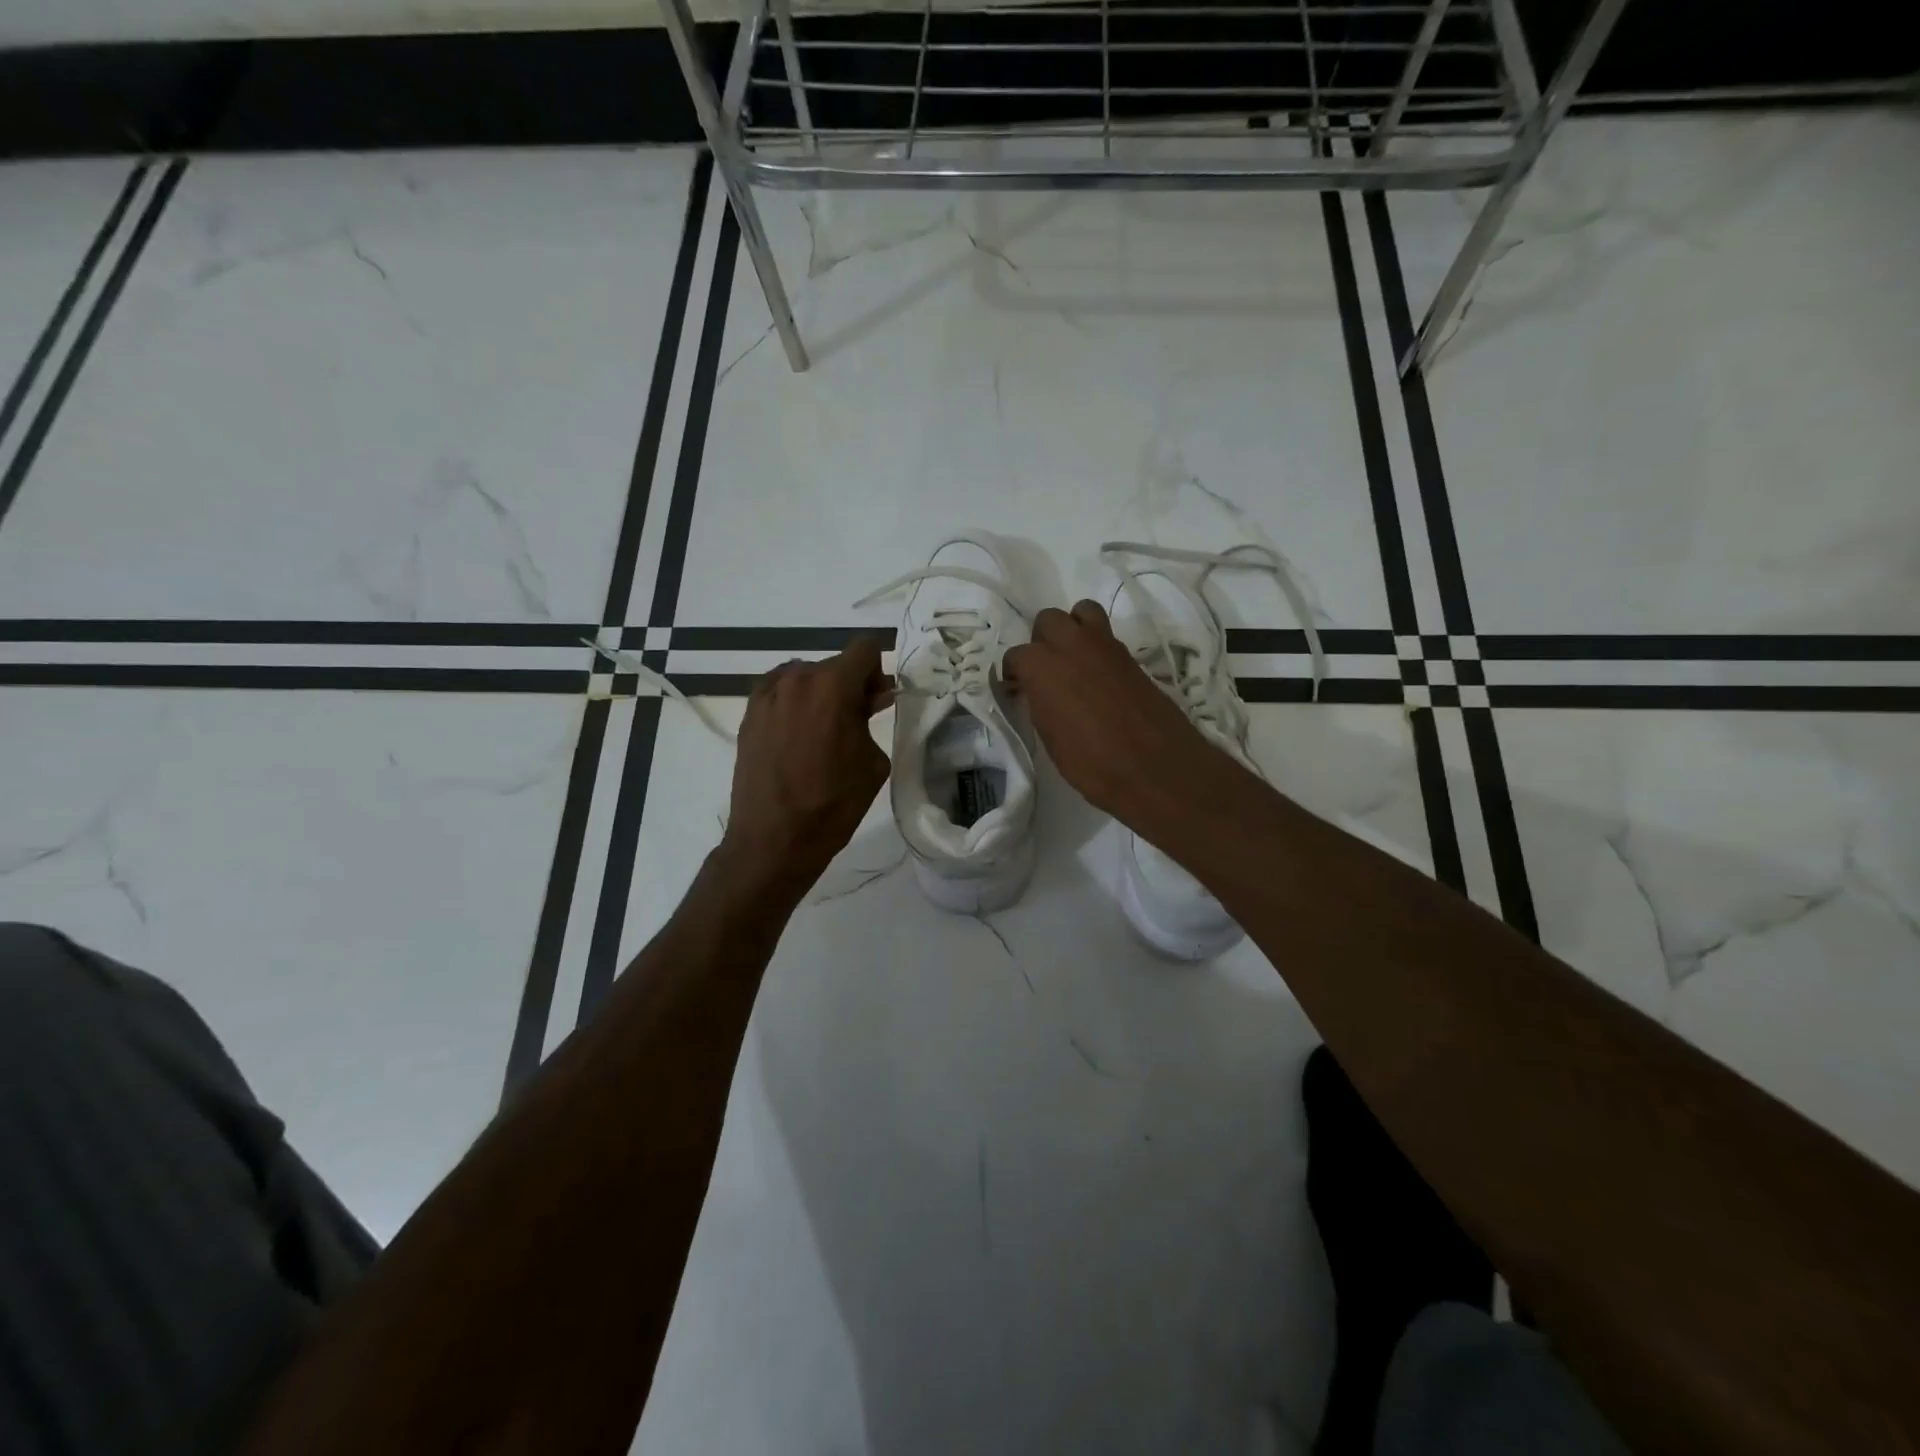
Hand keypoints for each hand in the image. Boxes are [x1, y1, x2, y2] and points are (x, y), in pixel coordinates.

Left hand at [720, 638, 893, 895]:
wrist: (774, 839)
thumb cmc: (833, 803)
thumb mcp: (872, 761)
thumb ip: (871, 718)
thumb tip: (871, 697)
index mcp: (833, 685)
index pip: (864, 648)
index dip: (877, 671)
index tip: (877, 700)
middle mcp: (797, 679)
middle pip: (833, 664)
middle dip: (849, 685)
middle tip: (855, 722)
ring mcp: (767, 694)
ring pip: (804, 677)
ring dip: (819, 694)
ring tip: (820, 733)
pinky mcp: (748, 713)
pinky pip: (779, 692)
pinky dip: (793, 703)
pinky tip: (796, 736)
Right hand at [1004, 600, 1233, 827]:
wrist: (1153, 766)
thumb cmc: (1091, 761)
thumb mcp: (1050, 738)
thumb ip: (1040, 704)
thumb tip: (1039, 693)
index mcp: (1041, 665)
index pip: (1016, 656)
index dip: (1014, 674)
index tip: (1017, 690)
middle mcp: (1070, 644)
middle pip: (1048, 620)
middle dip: (1043, 640)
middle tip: (1047, 669)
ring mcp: (1104, 645)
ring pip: (1082, 612)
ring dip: (1074, 628)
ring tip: (1075, 659)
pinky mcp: (1131, 655)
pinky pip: (1107, 636)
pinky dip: (1099, 647)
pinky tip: (1100, 677)